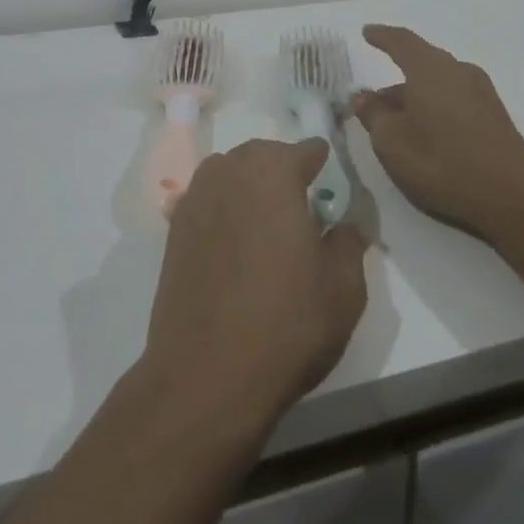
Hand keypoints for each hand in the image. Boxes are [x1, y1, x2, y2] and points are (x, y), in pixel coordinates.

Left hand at [144, 139, 368, 430]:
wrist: (207, 374)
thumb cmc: (287, 322)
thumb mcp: (343, 286)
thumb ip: (349, 242)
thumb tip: (347, 224)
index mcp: (273, 172)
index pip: (305, 150)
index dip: (321, 161)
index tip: (331, 180)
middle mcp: (229, 172)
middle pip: (261, 155)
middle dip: (282, 168)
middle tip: (302, 201)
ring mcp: (195, 199)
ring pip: (228, 174)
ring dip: (249, 185)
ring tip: (267, 220)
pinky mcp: (173, 231)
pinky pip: (206, 202)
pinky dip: (224, 209)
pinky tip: (235, 242)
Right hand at [351, 24, 523, 241]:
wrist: (513, 196)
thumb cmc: (442, 162)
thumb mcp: (391, 142)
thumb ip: (373, 114)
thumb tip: (363, 98)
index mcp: (430, 69)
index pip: (401, 41)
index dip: (381, 36)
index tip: (367, 32)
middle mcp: (458, 71)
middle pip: (421, 63)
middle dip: (394, 78)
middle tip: (372, 99)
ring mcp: (480, 92)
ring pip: (437, 83)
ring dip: (414, 96)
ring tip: (395, 121)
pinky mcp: (494, 115)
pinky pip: (453, 98)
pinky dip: (433, 106)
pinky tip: (426, 131)